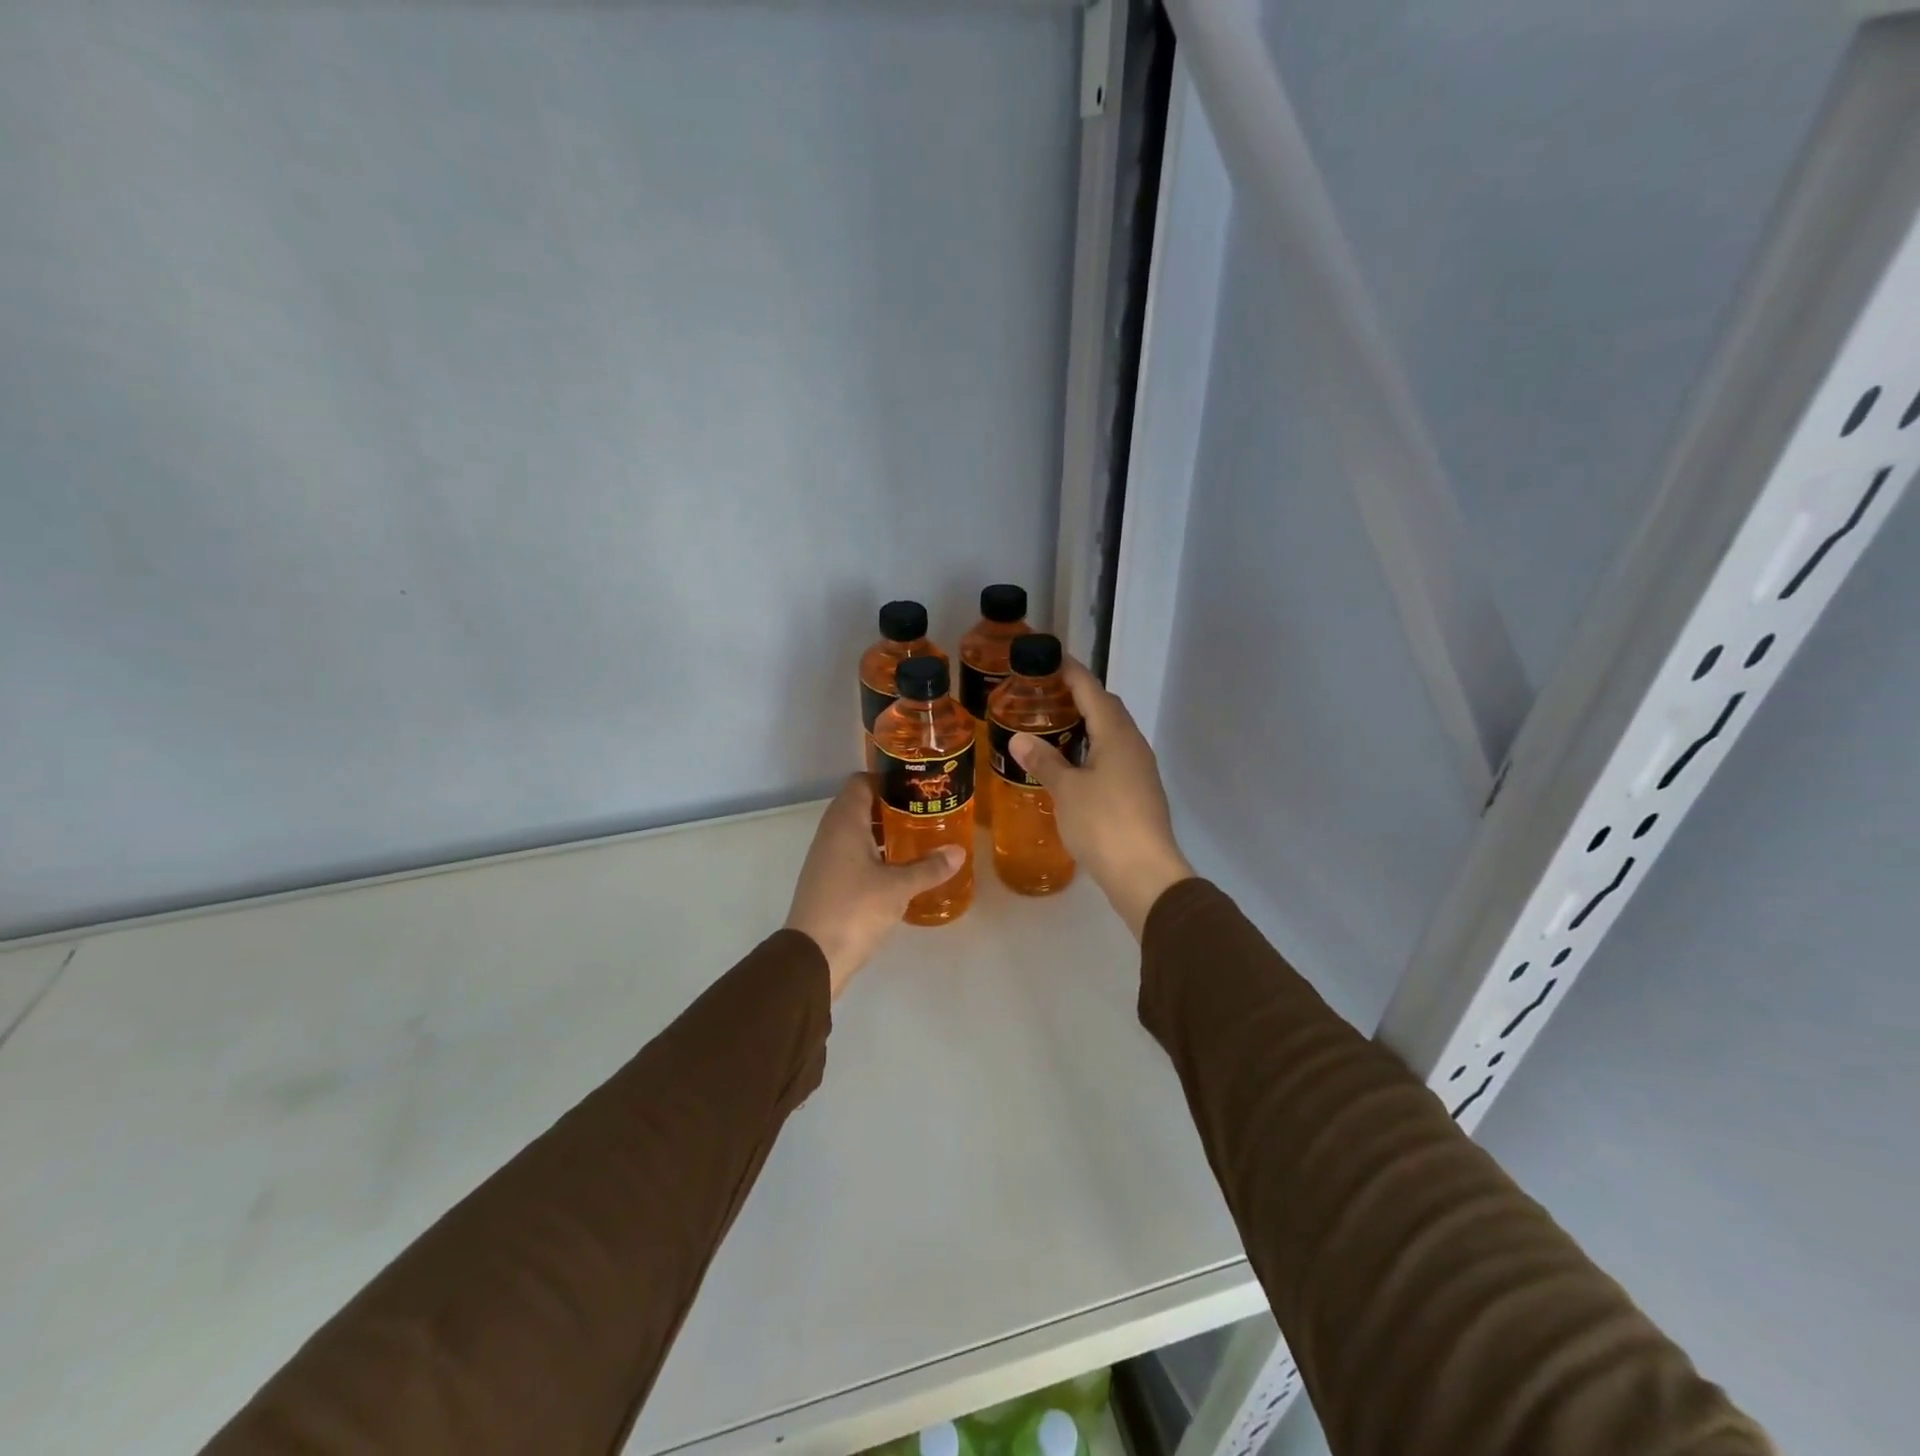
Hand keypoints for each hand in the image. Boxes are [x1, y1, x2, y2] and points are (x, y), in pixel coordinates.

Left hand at [784, 775, 966, 997]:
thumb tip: (958, 851)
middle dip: (892, 806)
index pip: (862, 782)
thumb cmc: (854, 909)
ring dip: (884, 832)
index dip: (888, 779)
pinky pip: (853, 854)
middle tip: (926, 811)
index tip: (918, 786)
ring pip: (857, 831)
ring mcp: (826, 857)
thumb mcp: (898, 888)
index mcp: (845, 822)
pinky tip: (899, 868)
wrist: (813, 957)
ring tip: (919, 837)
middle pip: (861, 805)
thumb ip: (929, 867)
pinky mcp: (827, 880)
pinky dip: (875, 854)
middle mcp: (831, 833)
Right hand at [1010, 658, 1193, 939]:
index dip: (1071, 672)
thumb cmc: (1103, 823)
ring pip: (1111, 734)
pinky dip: (1092, 749)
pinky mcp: (1139, 792)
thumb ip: (1044, 761)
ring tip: (1053, 726)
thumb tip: (1019, 738)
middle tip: (1044, 694)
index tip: (1049, 658)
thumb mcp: (1066, 790)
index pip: (1092, 690)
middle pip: (1106, 708)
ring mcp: (1140, 769)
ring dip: (1086, 724)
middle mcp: (1133, 745)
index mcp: (1117, 735)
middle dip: (1078, 696)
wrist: (1144, 873)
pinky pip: (1113, 756)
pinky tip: (1072, 764)